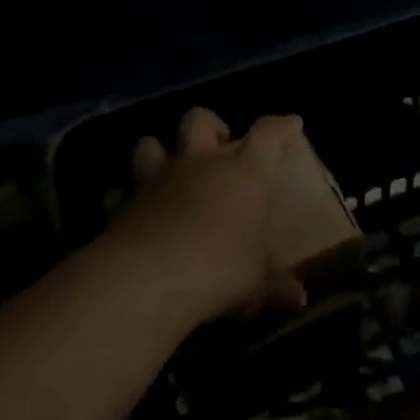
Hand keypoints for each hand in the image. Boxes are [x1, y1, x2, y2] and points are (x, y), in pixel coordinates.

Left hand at [108, 107, 307, 326]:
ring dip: (159, 151)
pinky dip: (124, 198)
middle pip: (200, 120)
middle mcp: (200, 163)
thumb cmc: (220, 267)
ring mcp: (157, 178)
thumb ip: (277, 285)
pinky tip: (130, 211)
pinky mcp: (123, 202)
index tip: (292, 123)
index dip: (281, 126)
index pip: (268, 134)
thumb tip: (300, 299)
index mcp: (243, 172)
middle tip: (217, 145)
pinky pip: (119, 191)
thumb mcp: (258, 281)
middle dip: (210, 124)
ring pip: (150, 143)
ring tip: (168, 170)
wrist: (150, 277)